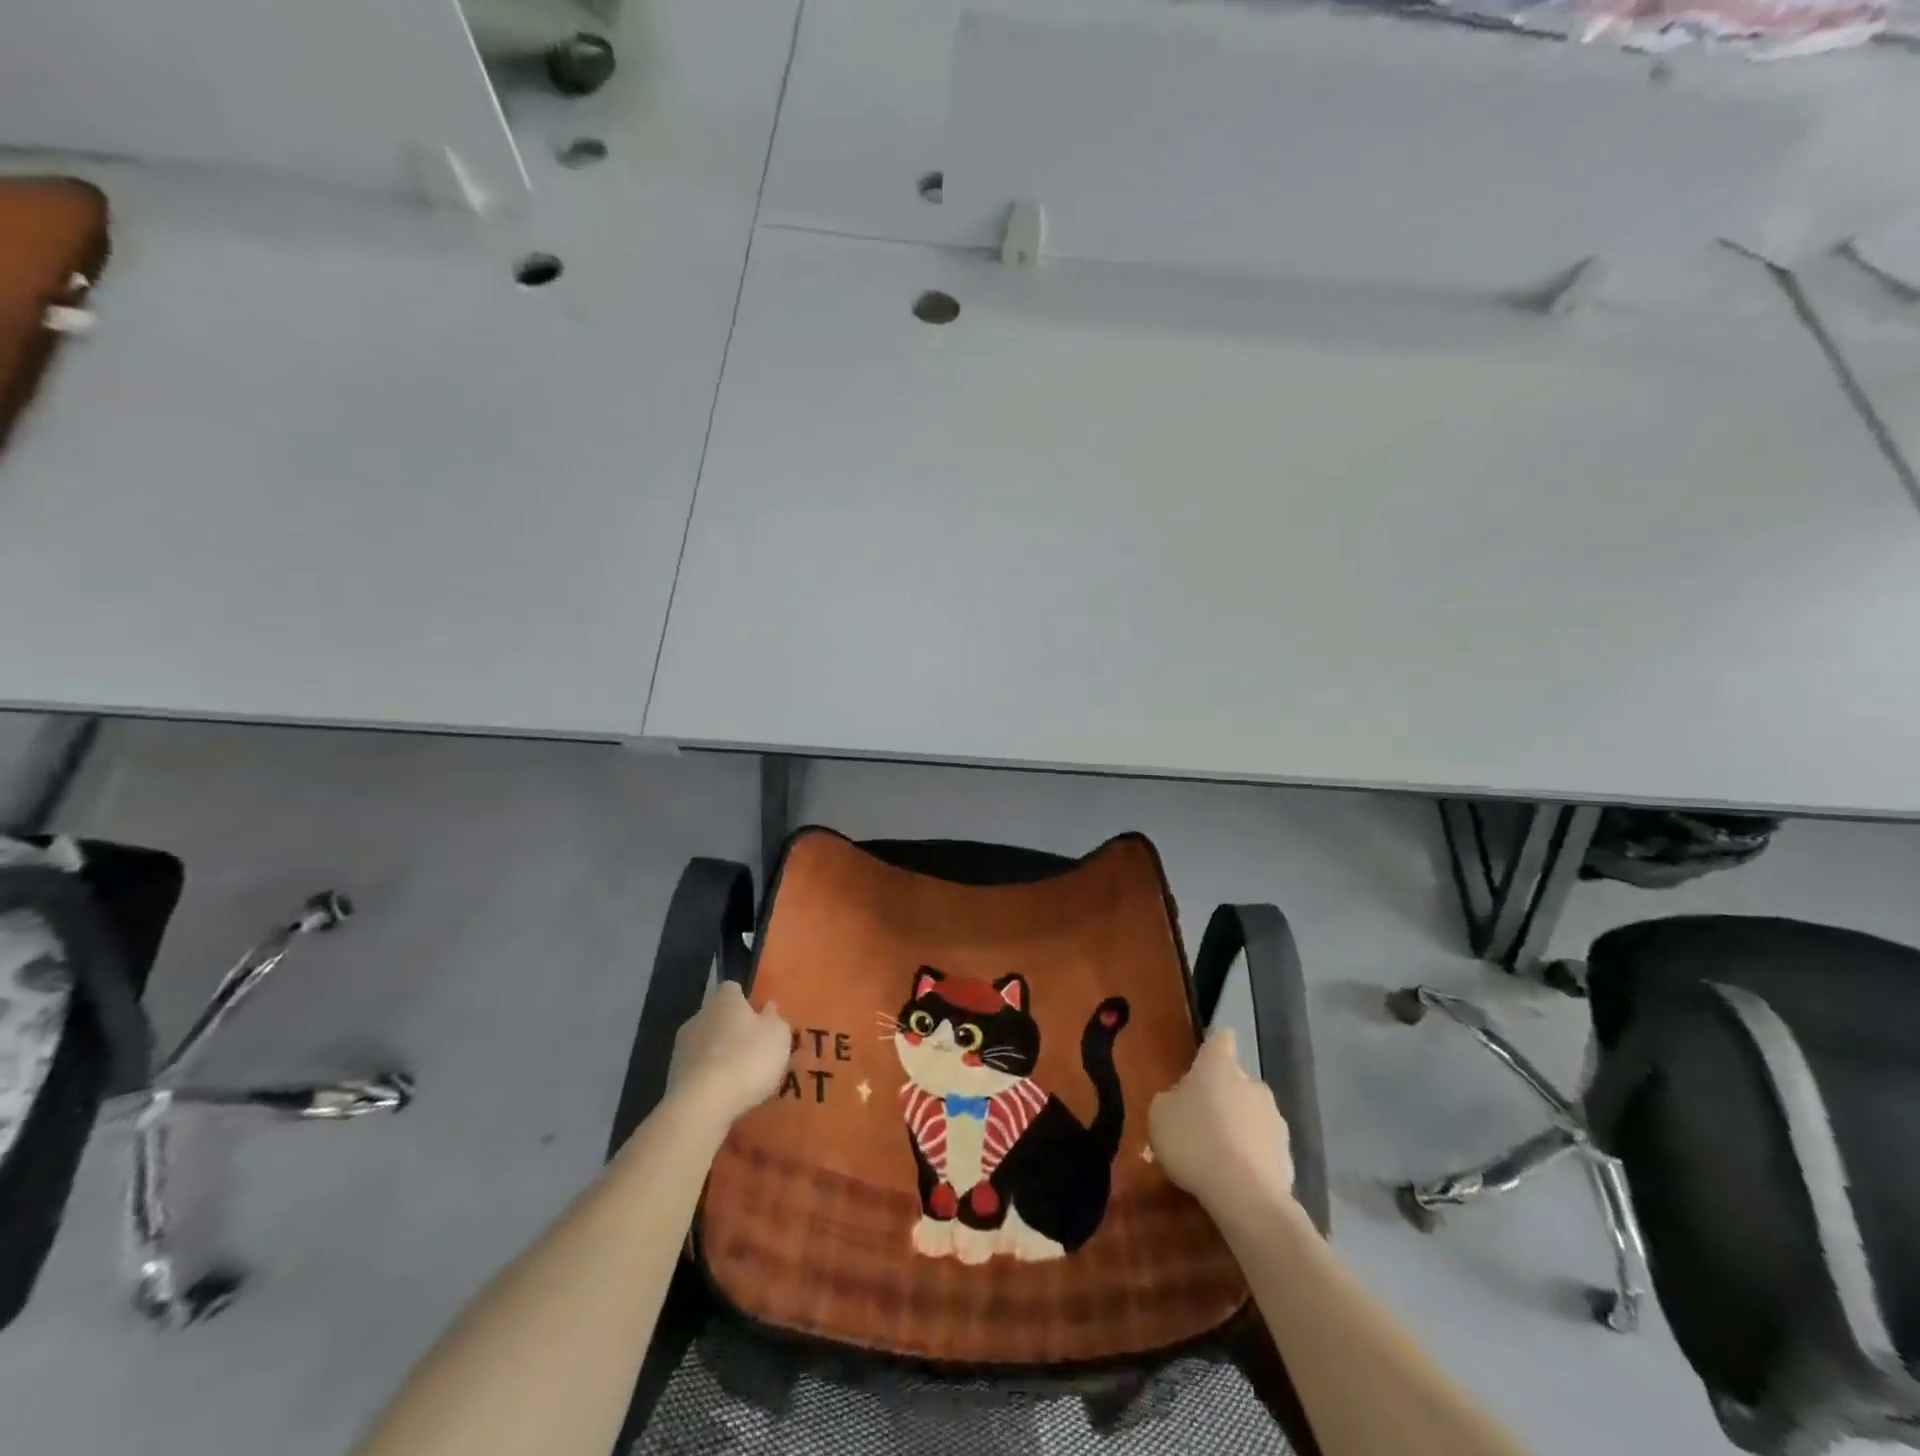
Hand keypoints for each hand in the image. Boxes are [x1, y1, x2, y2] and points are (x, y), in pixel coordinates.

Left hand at [666, 981, 791, 1128]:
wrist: (701, 1105)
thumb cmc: (747, 1058)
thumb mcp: (778, 1035)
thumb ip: (774, 1019)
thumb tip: (767, 1008)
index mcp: (724, 1000)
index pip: (732, 989)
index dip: (745, 1001)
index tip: (758, 1016)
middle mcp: (698, 1017)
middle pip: (717, 1017)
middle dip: (731, 1029)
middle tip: (752, 1048)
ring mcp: (681, 1048)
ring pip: (705, 1045)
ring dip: (718, 1055)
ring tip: (739, 1076)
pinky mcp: (673, 1078)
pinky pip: (697, 1071)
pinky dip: (709, 1078)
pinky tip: (724, 1093)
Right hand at [1149, 1029, 1296, 1226]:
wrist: (1244, 1195)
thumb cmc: (1194, 1141)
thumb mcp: (1159, 1115)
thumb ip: (1170, 1100)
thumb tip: (1181, 1100)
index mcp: (1219, 1066)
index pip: (1221, 1040)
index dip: (1213, 1047)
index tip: (1205, 1058)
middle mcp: (1252, 1083)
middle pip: (1236, 1080)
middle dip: (1223, 1094)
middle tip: (1201, 1119)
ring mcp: (1275, 1118)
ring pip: (1252, 1114)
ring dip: (1238, 1125)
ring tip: (1218, 1154)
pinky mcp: (1288, 1154)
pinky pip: (1263, 1147)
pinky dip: (1251, 1155)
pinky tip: (1235, 1177)